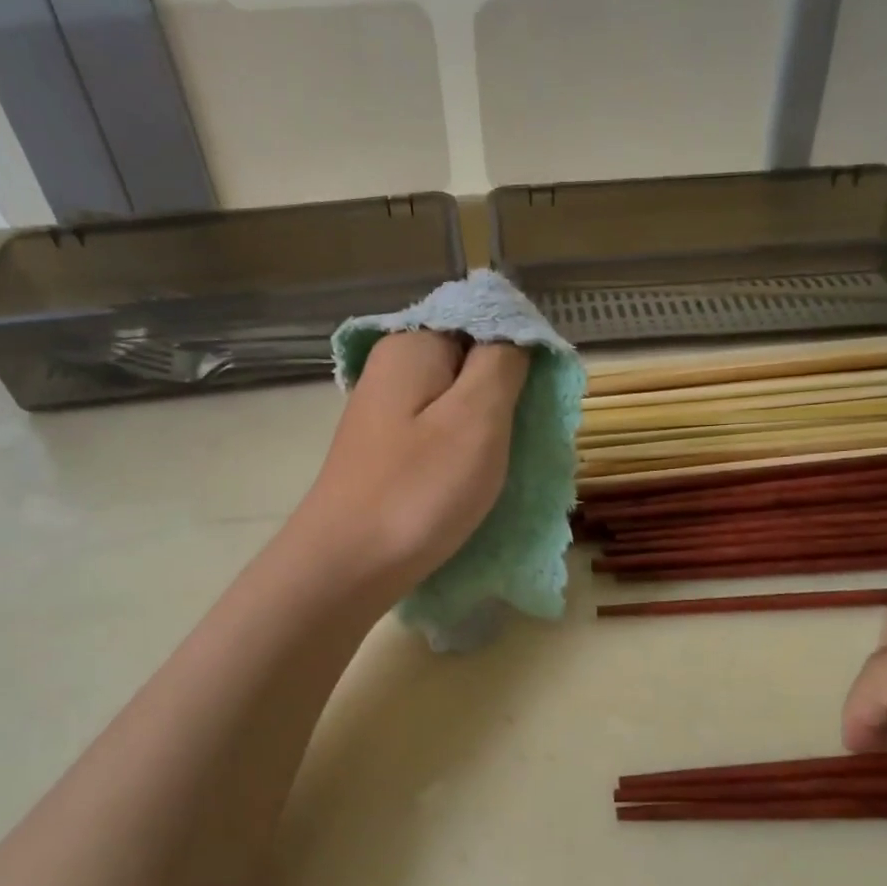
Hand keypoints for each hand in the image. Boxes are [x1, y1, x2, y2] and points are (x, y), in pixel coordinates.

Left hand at [295, 332, 528, 593]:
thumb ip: (503, 362)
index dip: (521, 349)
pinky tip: (473, 476)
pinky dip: (465, 446)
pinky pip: (440, 428)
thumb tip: (515, 330)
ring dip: (489, 424)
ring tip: (503, 462)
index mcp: (413, 345)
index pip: (484, 318)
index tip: (540, 397)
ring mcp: (386, 408)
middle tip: (525, 435)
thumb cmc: (418, 490)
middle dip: (506, 391)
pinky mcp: (387, 446)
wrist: (346, 567)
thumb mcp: (477, 418)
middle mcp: (394, 366)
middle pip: (470, 357)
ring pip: (458, 397)